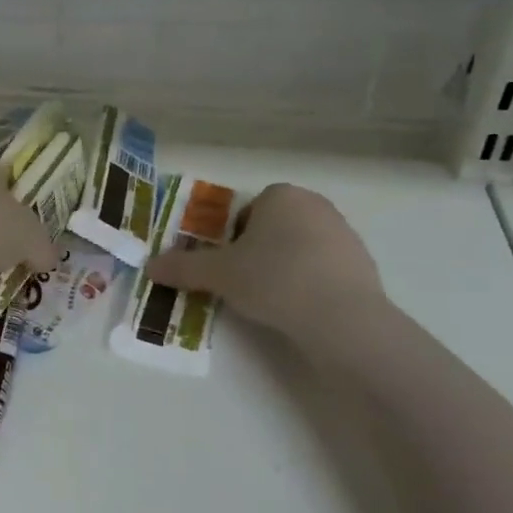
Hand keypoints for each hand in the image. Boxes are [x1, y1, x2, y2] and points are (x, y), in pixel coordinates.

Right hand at [145, 183, 384, 342]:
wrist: (341, 317)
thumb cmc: (273, 278)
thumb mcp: (218, 274)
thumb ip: (183, 267)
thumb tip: (149, 267)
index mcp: (281, 195)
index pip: (247, 211)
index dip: (232, 239)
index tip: (228, 266)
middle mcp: (316, 205)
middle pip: (273, 227)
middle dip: (257, 251)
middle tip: (244, 282)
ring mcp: (345, 233)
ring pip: (299, 248)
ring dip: (283, 267)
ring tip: (271, 300)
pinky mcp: (363, 264)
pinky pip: (323, 269)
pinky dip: (309, 283)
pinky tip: (300, 308)